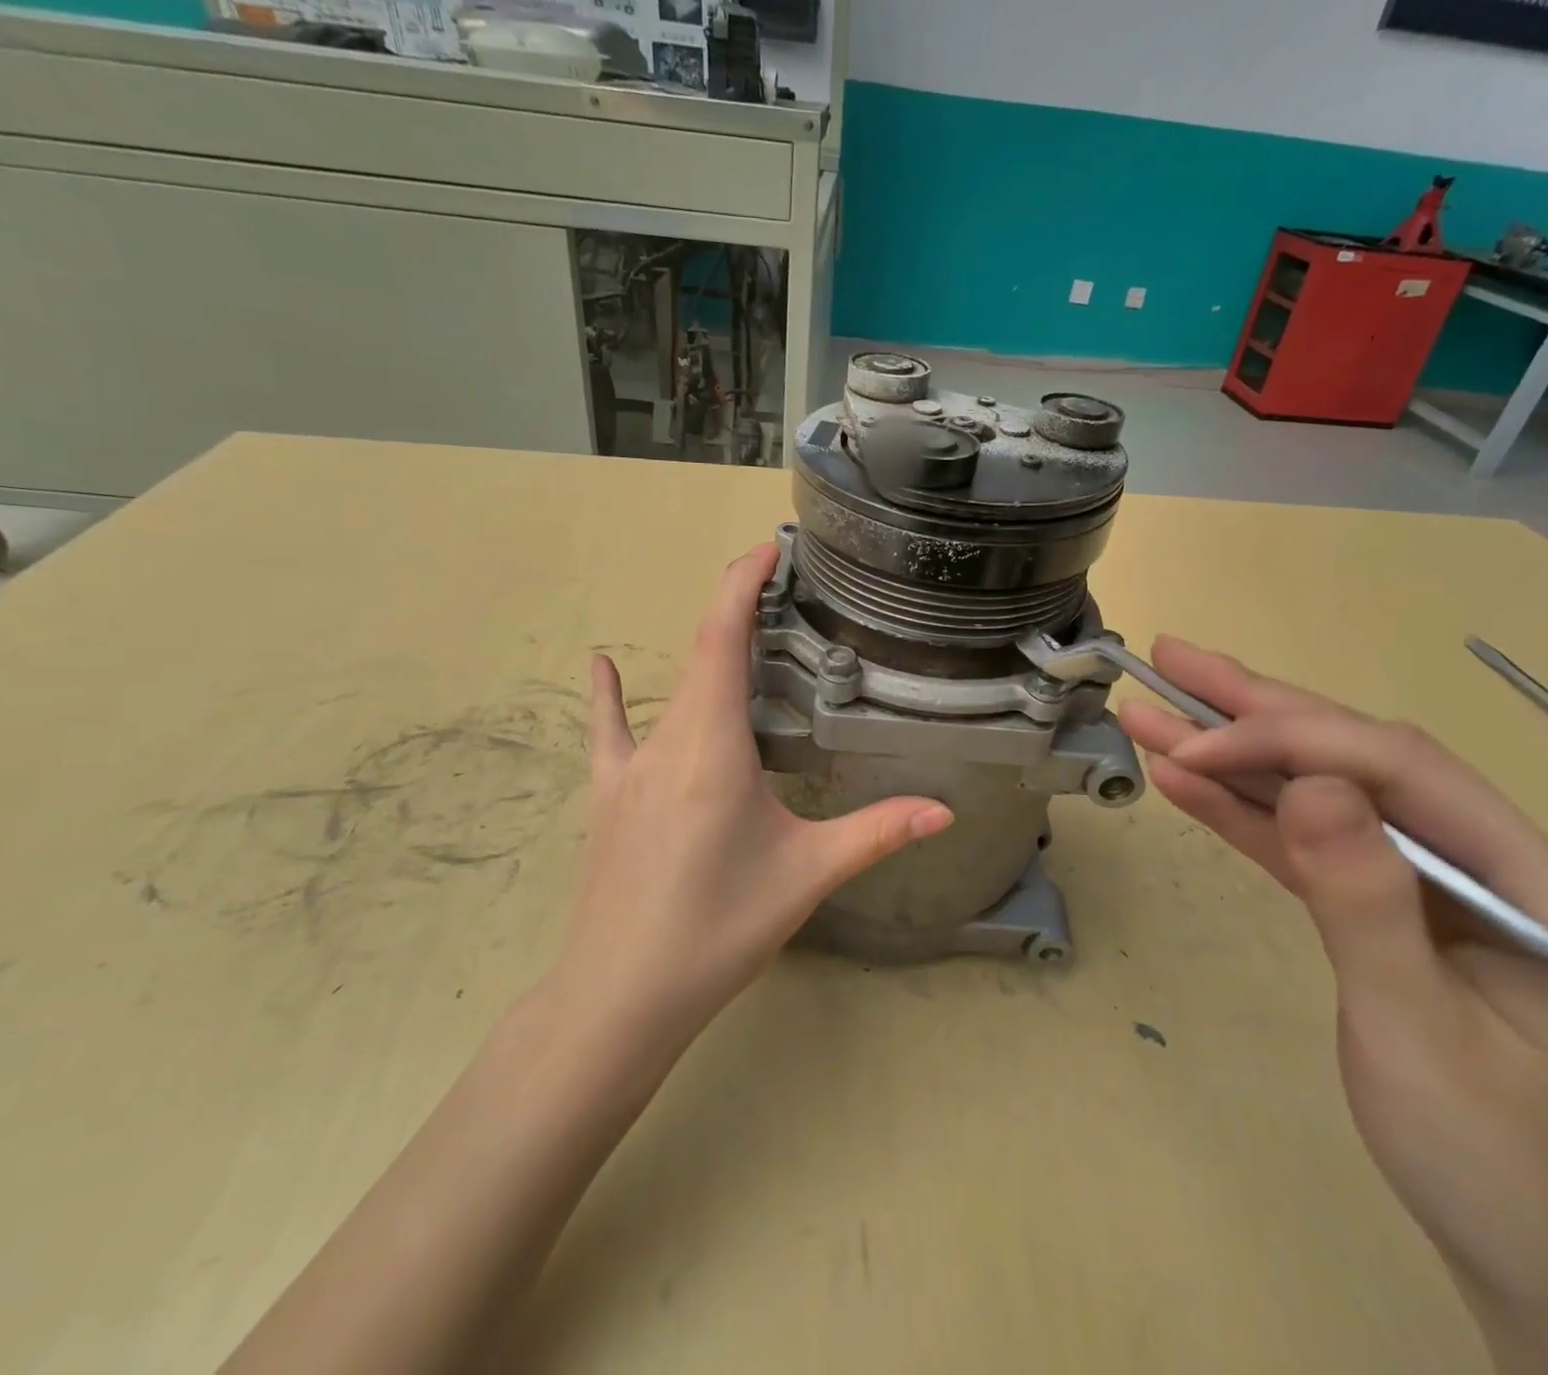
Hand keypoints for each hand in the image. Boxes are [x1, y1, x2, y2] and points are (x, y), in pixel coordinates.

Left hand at [551, 543, 953, 1053]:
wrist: (619, 997)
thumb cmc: (717, 929)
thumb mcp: (806, 876)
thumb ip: (878, 833)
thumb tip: (946, 811)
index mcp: (712, 747)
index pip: (722, 640)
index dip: (741, 585)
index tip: (768, 551)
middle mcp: (666, 741)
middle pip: (701, 651)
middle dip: (740, 611)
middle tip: (789, 594)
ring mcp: (628, 767)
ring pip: (671, 688)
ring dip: (707, 651)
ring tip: (747, 633)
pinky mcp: (609, 794)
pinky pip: (611, 730)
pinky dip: (611, 694)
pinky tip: (601, 664)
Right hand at [1120, 639, 1547, 1371]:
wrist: (1543, 1276)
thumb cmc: (1496, 1170)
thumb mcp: (1419, 1035)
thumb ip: (1364, 899)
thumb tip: (1307, 785)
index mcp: (1541, 886)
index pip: (1402, 770)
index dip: (1290, 741)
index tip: (1194, 746)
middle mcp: (1494, 863)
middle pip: (1359, 759)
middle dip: (1258, 708)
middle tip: (1172, 658)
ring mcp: (1437, 884)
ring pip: (1324, 794)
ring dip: (1236, 754)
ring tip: (1158, 708)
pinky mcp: (1389, 907)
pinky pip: (1312, 845)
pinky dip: (1248, 814)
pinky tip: (1188, 783)